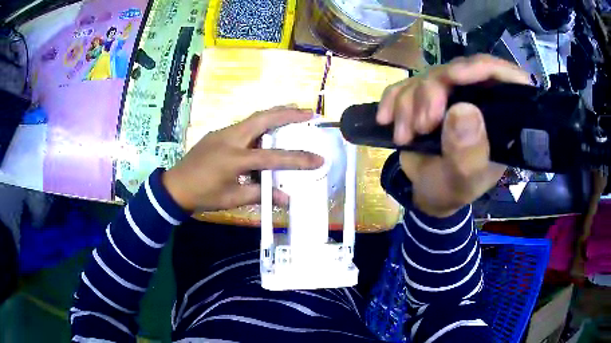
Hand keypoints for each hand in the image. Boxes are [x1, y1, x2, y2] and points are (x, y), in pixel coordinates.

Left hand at [162, 107, 323, 211]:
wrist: (175, 186)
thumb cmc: (203, 195)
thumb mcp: (232, 198)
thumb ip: (260, 194)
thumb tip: (286, 198)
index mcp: (234, 158)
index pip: (272, 157)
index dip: (297, 159)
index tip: (318, 159)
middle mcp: (230, 138)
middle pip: (263, 118)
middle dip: (288, 113)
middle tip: (309, 113)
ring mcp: (223, 132)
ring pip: (254, 117)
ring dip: (275, 114)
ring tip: (294, 114)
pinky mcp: (219, 133)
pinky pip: (245, 125)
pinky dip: (261, 124)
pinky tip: (267, 132)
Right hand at [377, 55, 530, 216]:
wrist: (427, 192)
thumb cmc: (452, 190)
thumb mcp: (464, 181)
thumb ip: (468, 153)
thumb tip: (464, 110)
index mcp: (500, 117)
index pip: (503, 76)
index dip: (481, 68)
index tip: (454, 77)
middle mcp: (478, 98)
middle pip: (457, 71)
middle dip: (432, 94)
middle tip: (422, 126)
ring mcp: (450, 94)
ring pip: (427, 76)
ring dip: (409, 105)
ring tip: (405, 137)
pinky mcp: (425, 96)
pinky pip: (405, 84)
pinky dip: (392, 101)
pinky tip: (387, 121)